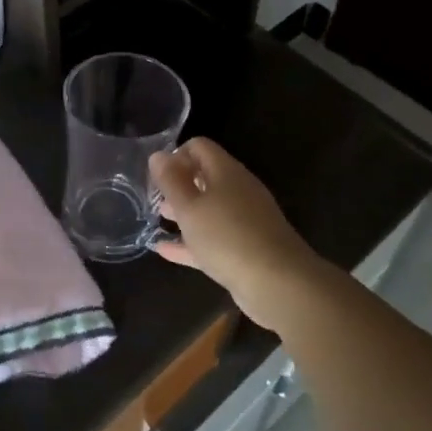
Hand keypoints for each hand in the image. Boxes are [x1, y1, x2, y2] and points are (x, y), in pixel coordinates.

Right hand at [150, 139, 338, 330]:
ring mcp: (245, 220)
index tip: (157, 174)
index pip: (199, 147)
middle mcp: (238, 190)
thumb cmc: (226, 237)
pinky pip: (214, 238)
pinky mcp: (246, 248)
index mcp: (226, 172)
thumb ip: (171, 180)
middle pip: (205, 177)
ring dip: (185, 211)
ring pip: (210, 209)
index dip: (176, 154)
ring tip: (158, 219)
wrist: (277, 283)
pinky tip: (165, 250)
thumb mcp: (189, 207)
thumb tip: (158, 155)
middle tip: (154, 197)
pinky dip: (191, 241)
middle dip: (179, 184)